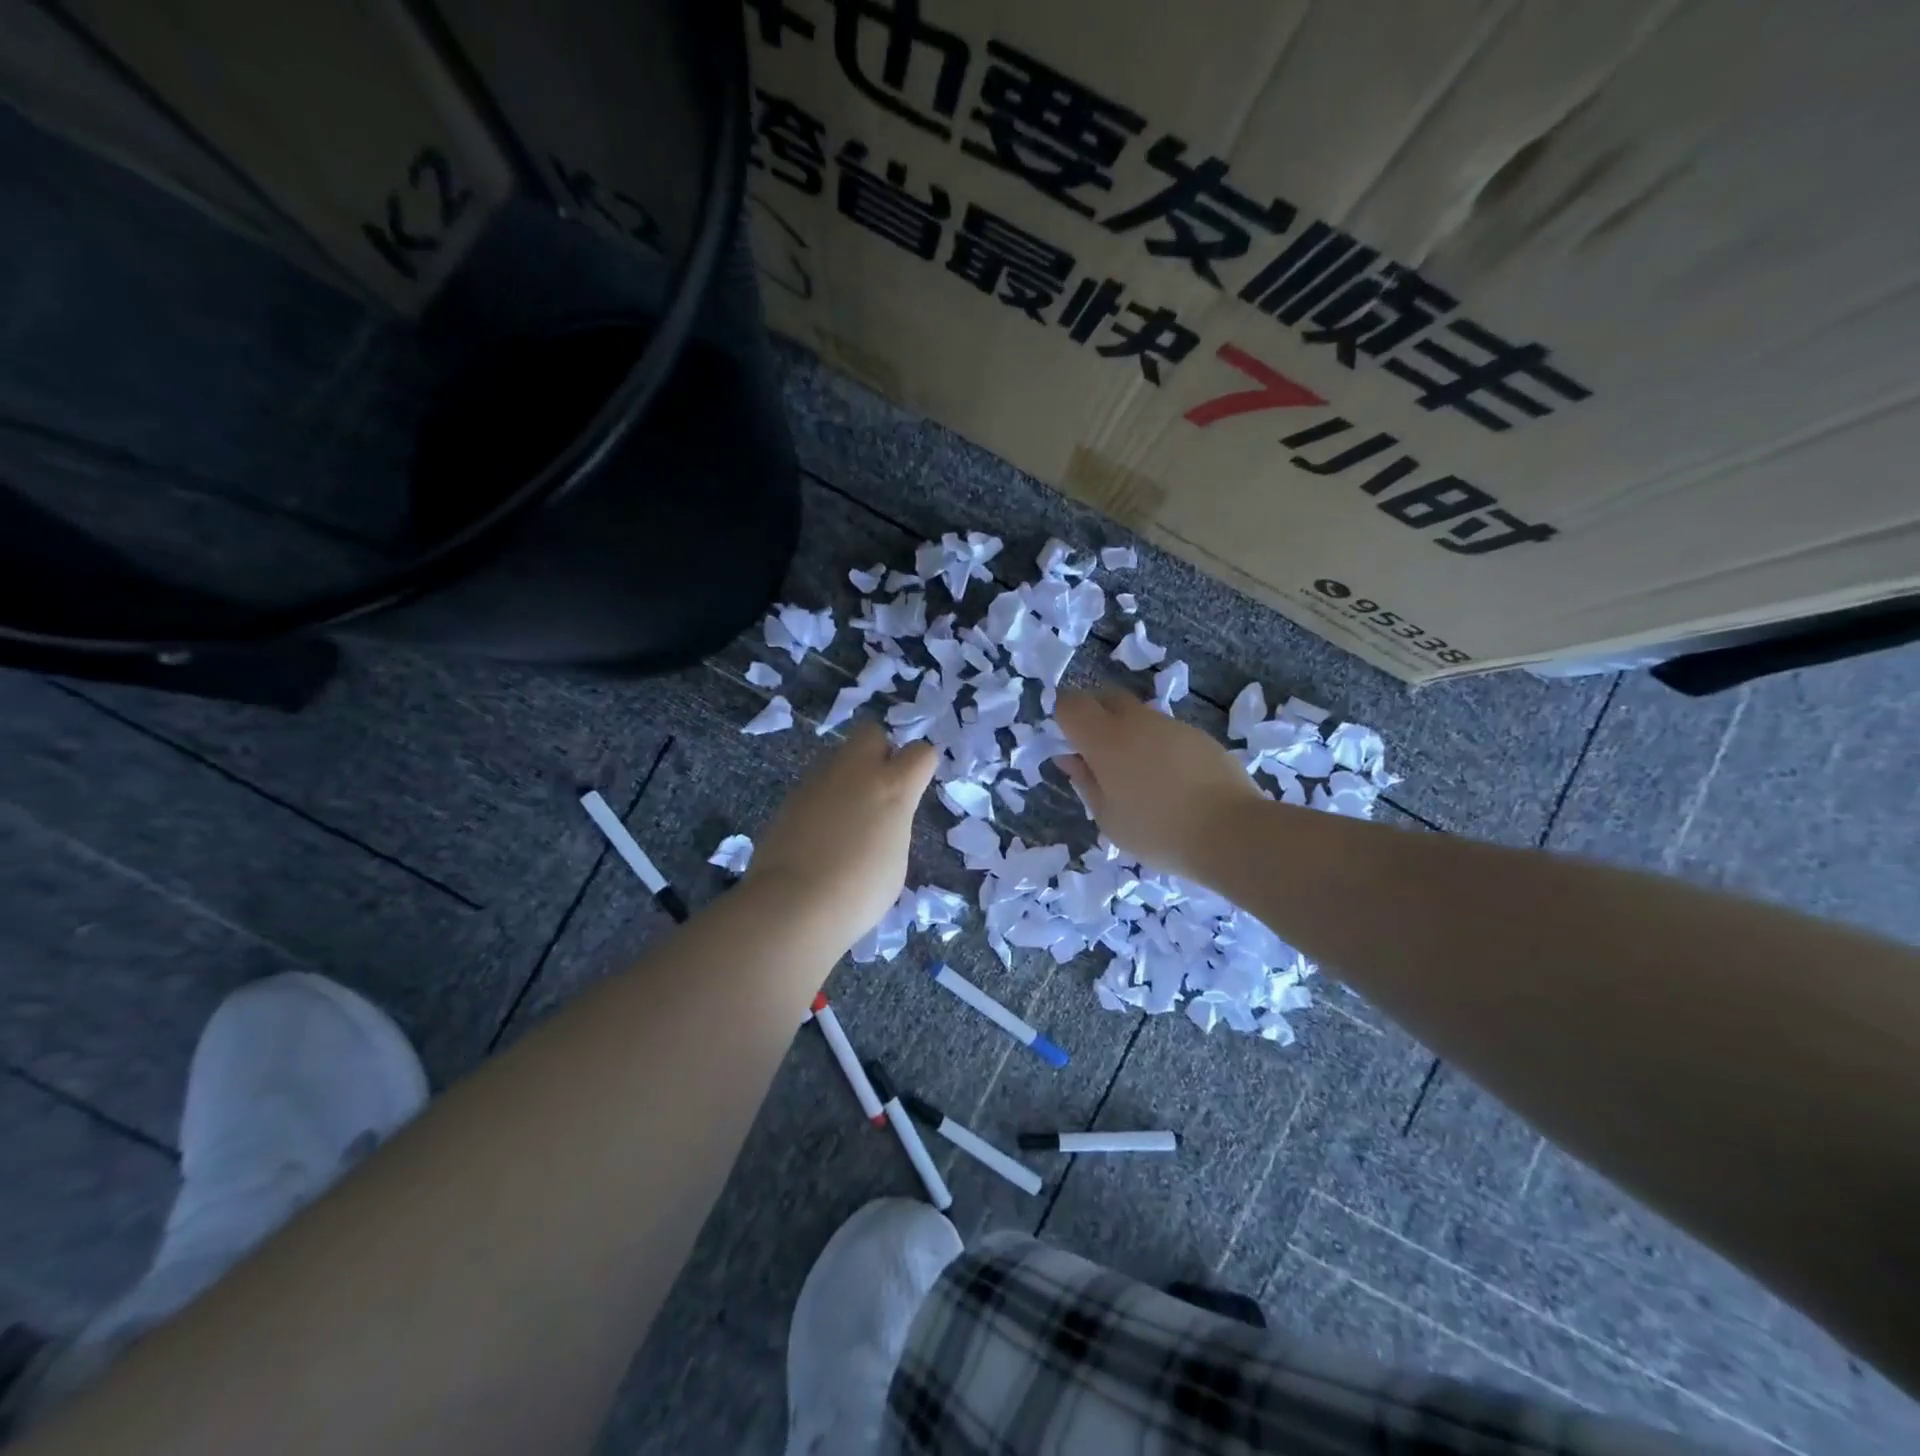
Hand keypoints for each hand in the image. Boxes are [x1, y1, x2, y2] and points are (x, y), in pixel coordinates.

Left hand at [747, 720, 936, 949]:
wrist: (794, 903)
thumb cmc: (860, 891)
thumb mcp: (895, 860)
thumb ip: (892, 826)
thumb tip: (879, 820)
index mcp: (893, 787)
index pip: (921, 752)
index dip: (921, 766)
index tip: (916, 786)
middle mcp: (856, 771)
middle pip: (872, 732)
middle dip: (879, 750)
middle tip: (879, 788)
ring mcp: (818, 780)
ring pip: (839, 756)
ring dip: (848, 775)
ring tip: (845, 816)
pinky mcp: (790, 796)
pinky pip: (815, 784)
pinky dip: (823, 799)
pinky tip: (819, 832)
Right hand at [1055, 687, 1264, 880]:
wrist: (1232, 832)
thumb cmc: (1157, 832)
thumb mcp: (1108, 817)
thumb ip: (1085, 782)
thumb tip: (1070, 758)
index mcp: (1105, 740)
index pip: (1071, 704)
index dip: (1063, 716)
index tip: (1067, 743)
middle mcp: (1136, 720)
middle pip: (1106, 697)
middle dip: (1095, 715)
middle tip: (1097, 754)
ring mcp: (1170, 724)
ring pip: (1138, 714)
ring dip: (1128, 731)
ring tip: (1137, 773)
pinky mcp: (1198, 734)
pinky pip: (1164, 730)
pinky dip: (1156, 744)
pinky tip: (1168, 779)